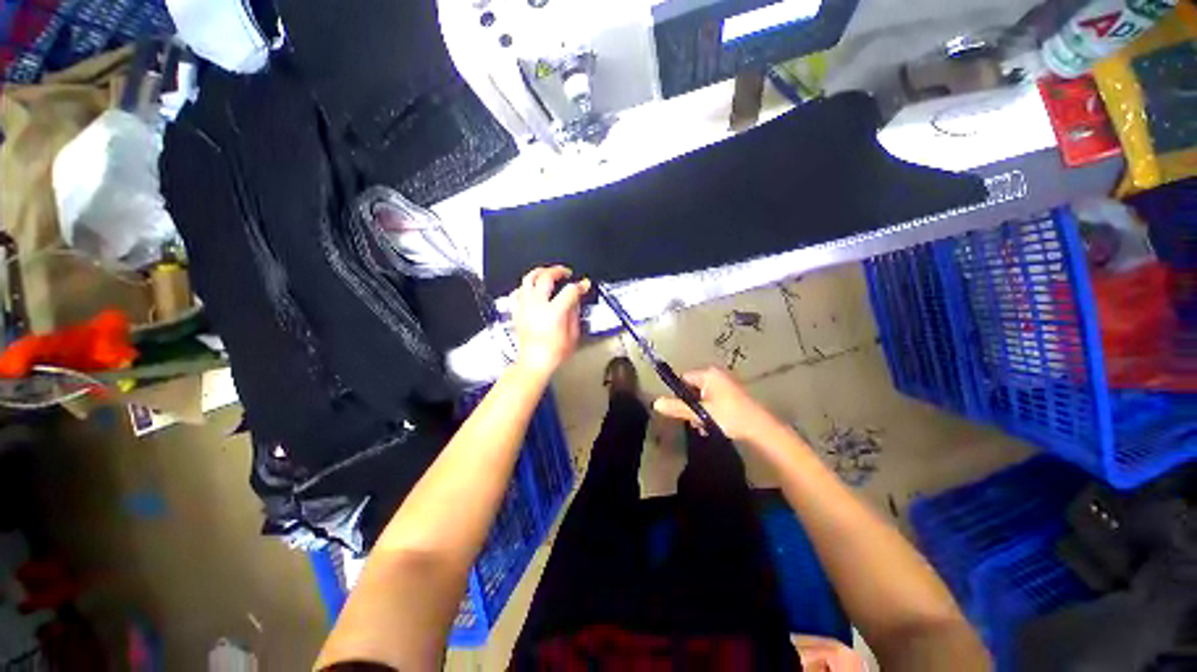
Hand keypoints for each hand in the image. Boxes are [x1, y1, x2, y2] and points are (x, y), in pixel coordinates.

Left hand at [512, 266, 590, 376]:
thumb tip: (575, 301)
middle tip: (566, 272)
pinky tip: (533, 288)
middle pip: (546, 277)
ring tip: (548, 272)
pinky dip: (526, 286)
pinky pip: (519, 291)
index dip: (580, 285)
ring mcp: (525, 308)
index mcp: (554, 313)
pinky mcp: (518, 312)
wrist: (534, 363)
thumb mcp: (573, 335)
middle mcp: (537, 306)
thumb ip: (574, 314)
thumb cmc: (552, 355)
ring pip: (528, 279)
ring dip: (540, 272)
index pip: (570, 290)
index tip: (584, 285)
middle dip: (558, 270)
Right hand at [652, 367, 780, 442]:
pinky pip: (714, 401)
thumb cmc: (729, 416)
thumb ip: (678, 408)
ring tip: (705, 426)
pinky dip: (711, 413)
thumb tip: (655, 403)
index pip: (683, 379)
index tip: (681, 410)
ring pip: (703, 398)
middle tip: (695, 420)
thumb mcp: (701, 413)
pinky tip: (714, 426)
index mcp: (709, 374)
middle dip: (691, 406)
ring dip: (701, 412)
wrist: (761, 429)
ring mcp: (727, 385)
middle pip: (693, 389)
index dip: (679, 394)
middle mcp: (717, 375)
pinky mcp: (734, 396)